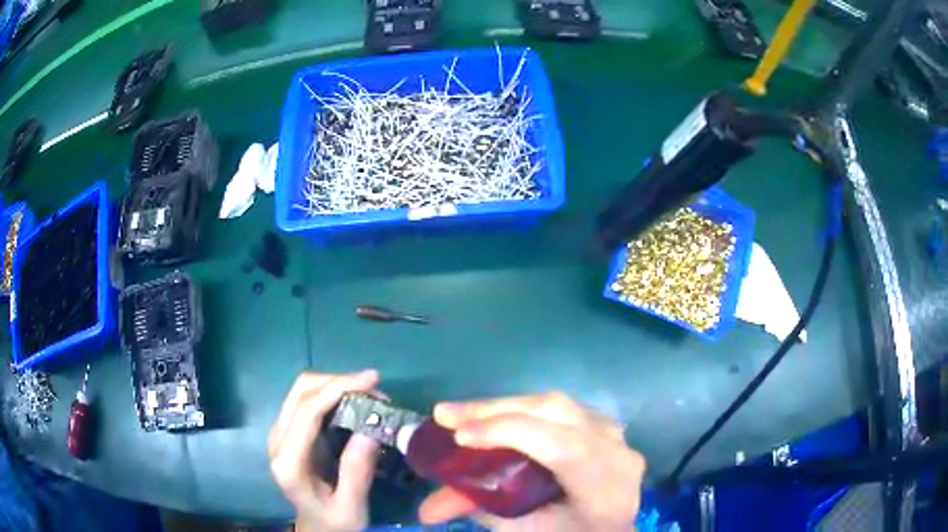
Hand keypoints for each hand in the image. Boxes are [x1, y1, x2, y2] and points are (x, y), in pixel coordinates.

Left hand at [268, 370, 380, 531]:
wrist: (316, 527)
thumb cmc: (334, 522)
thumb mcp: (351, 507)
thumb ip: (357, 472)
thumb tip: (371, 428)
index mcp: (289, 462)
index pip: (307, 411)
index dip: (337, 388)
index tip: (372, 380)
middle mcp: (277, 440)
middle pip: (301, 391)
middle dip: (338, 382)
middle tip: (375, 389)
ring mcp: (280, 433)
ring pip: (302, 390)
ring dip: (335, 385)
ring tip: (369, 394)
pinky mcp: (289, 431)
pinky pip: (307, 400)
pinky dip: (331, 393)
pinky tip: (353, 401)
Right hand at [419, 392, 645, 531]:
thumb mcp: (524, 531)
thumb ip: (480, 511)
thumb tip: (425, 509)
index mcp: (606, 486)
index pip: (564, 447)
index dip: (510, 434)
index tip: (459, 437)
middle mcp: (617, 451)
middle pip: (557, 413)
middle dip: (495, 411)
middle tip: (444, 416)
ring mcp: (614, 434)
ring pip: (555, 405)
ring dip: (504, 407)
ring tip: (461, 414)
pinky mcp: (602, 426)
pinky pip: (558, 410)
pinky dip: (521, 411)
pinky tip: (494, 417)